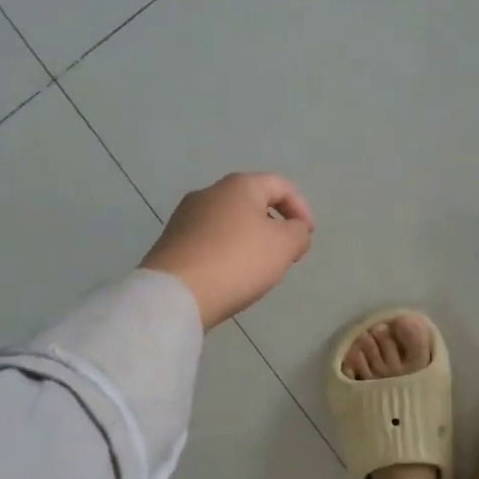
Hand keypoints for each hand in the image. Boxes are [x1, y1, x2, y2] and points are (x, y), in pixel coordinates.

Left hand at [139, 173, 314, 328]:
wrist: (177, 293)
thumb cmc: (238, 261)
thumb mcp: (284, 246)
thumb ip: (299, 233)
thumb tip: (294, 229)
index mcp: (239, 186)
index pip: (280, 185)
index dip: (301, 208)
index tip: (307, 237)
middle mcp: (209, 193)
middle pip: (253, 202)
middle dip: (275, 225)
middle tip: (286, 253)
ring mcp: (185, 217)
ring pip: (230, 222)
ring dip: (251, 240)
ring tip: (259, 268)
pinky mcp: (172, 242)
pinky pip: (210, 241)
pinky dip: (228, 252)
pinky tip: (231, 276)